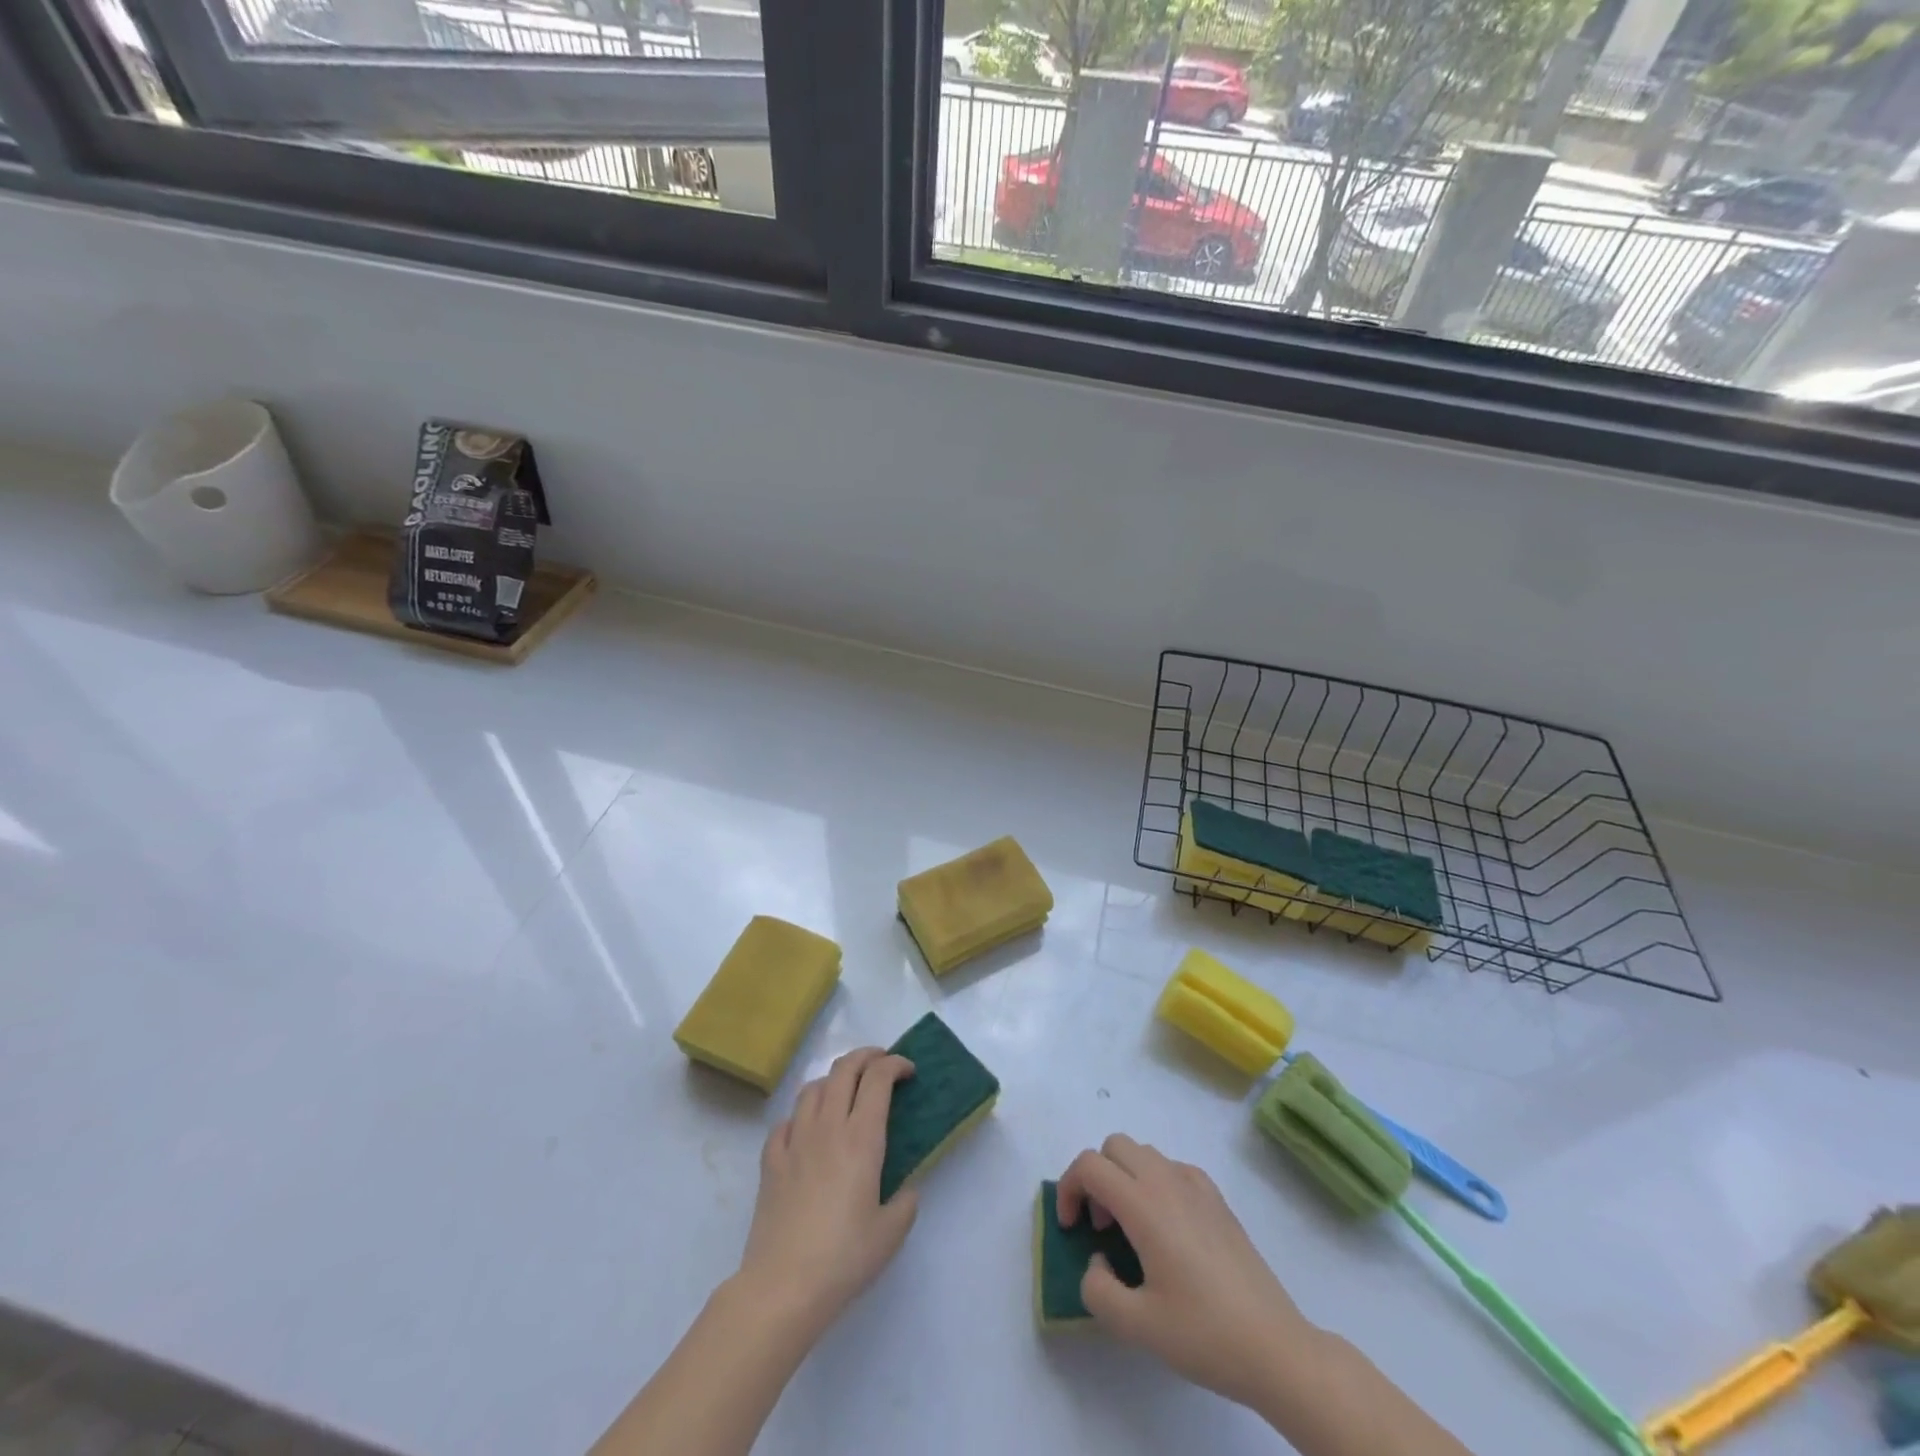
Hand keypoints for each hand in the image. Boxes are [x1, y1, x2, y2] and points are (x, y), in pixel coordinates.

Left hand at [735, 1048, 917, 1337]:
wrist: (783, 1286)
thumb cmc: (843, 1258)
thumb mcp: (891, 1233)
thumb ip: (906, 1202)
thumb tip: (906, 1188)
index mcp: (861, 1138)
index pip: (878, 1078)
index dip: (895, 1065)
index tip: (908, 1071)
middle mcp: (828, 1127)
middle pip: (844, 1069)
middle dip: (866, 1056)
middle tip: (881, 1063)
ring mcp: (795, 1140)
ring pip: (813, 1088)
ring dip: (834, 1080)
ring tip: (846, 1093)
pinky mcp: (771, 1160)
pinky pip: (786, 1121)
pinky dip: (801, 1116)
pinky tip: (807, 1132)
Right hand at [1056, 1135, 1318, 1408]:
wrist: (1276, 1347)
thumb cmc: (1204, 1334)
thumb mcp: (1136, 1326)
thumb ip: (1097, 1288)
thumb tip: (1099, 1260)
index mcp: (1144, 1204)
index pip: (1090, 1165)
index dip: (1069, 1189)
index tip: (1071, 1230)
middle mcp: (1167, 1180)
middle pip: (1115, 1146)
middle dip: (1096, 1177)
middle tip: (1102, 1226)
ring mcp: (1196, 1185)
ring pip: (1144, 1152)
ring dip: (1124, 1177)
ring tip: (1132, 1229)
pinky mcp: (1217, 1199)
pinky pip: (1172, 1168)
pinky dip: (1155, 1183)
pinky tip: (1167, 1229)